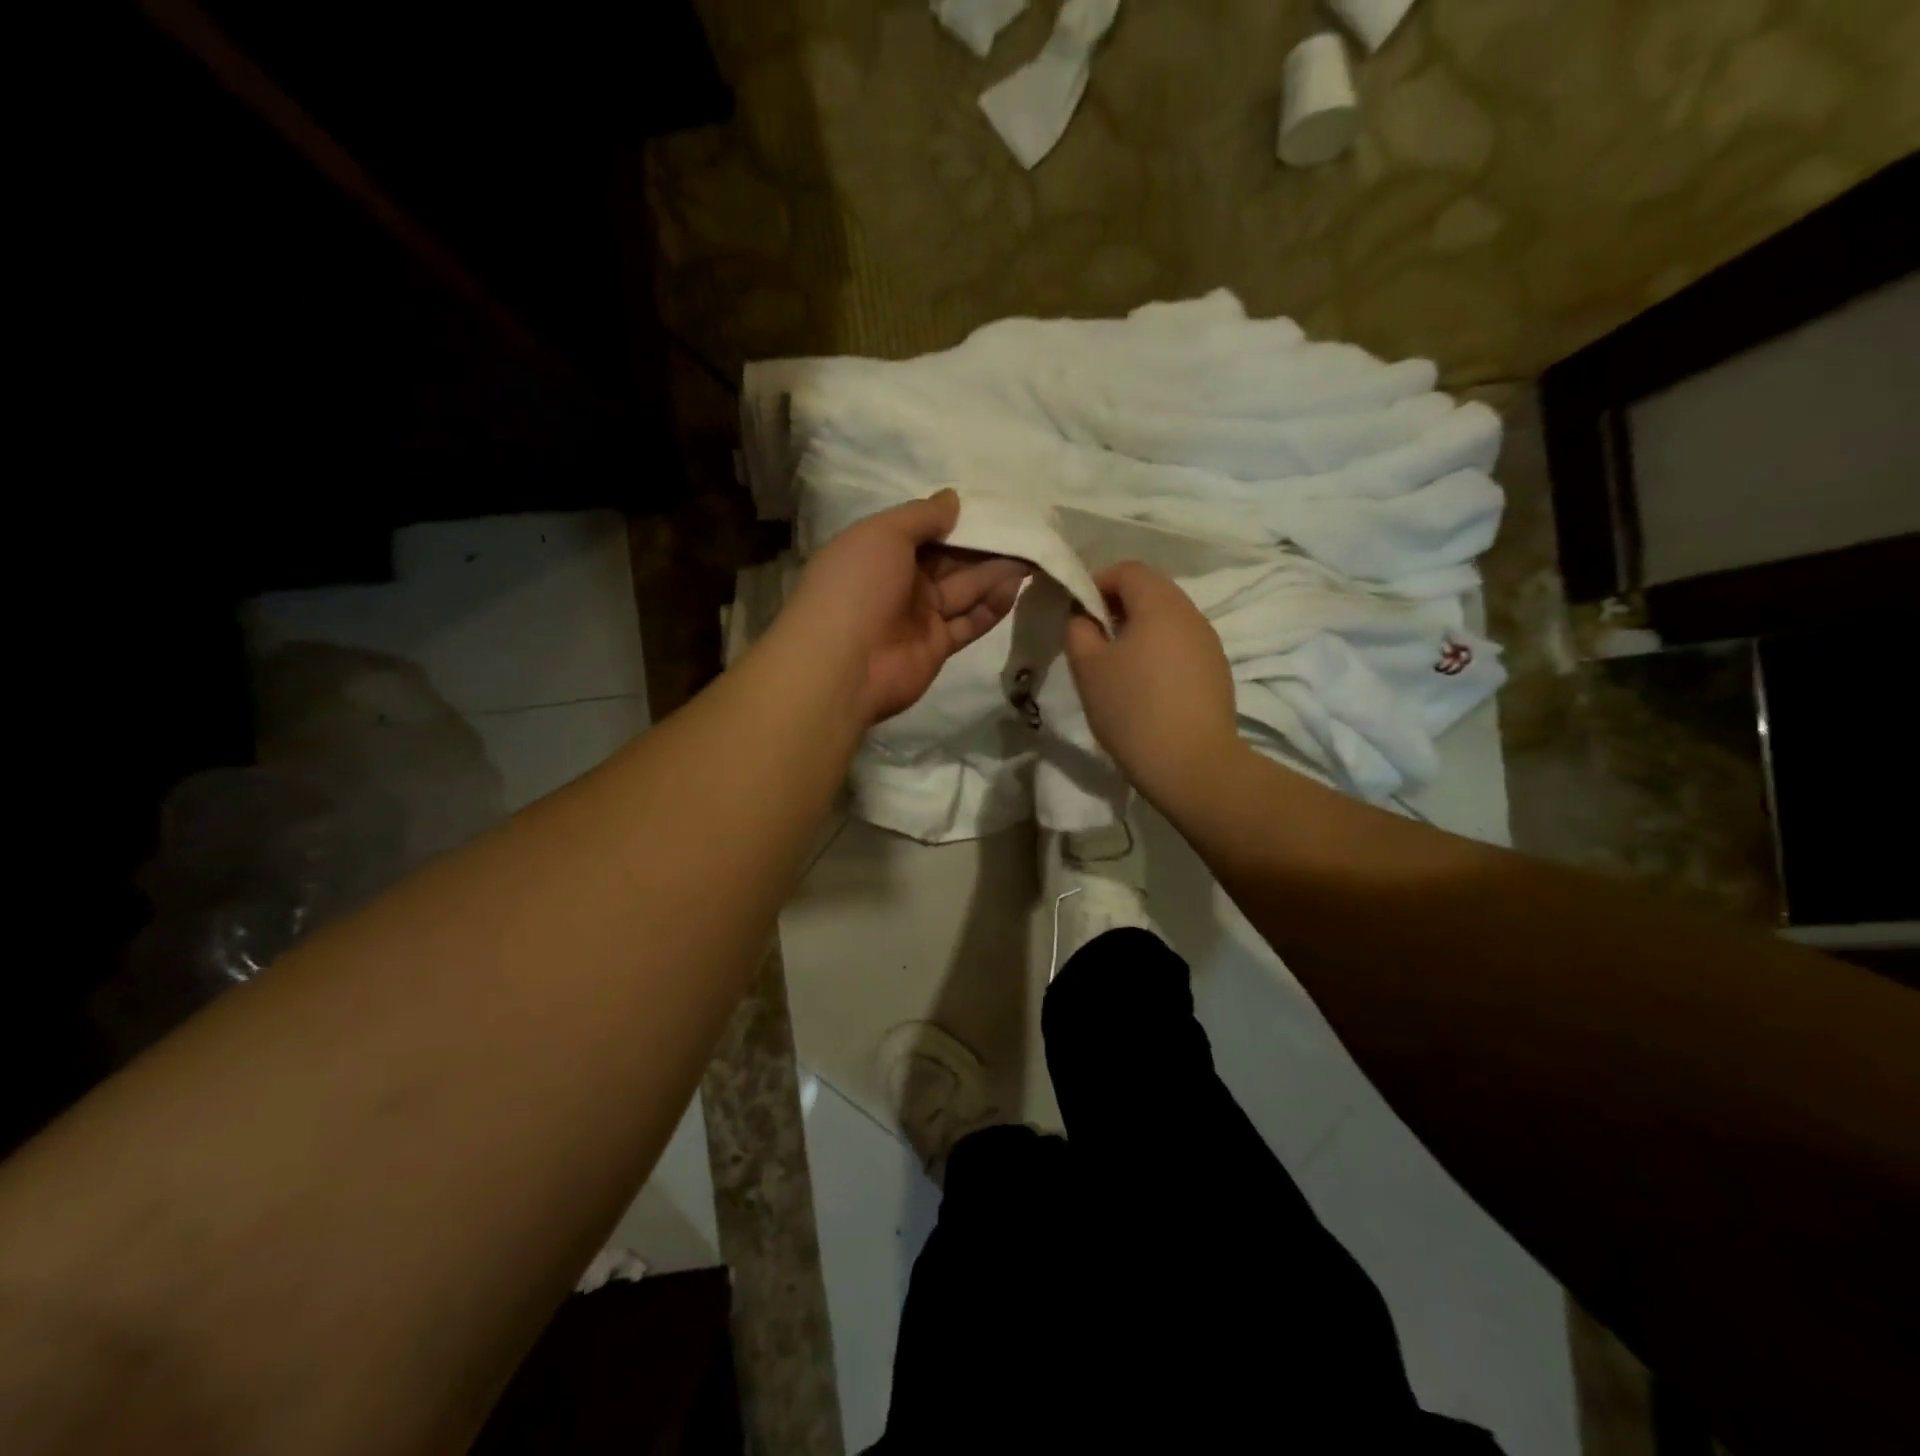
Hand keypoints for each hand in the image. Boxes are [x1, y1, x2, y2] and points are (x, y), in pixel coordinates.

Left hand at [779, 490, 1029, 724]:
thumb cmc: (857, 586)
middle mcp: (899, 582)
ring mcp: (918, 616)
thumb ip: (921, 516)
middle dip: (983, 545)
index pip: (923, 531)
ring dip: (995, 572)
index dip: (955, 520)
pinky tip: (1016, 586)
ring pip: (963, 589)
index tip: (991, 506)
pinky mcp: (937, 646)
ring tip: (1032, 553)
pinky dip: (991, 606)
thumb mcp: (883, 534)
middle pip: (949, 560)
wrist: (844, 664)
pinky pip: (969, 622)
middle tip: (1024, 529)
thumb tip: (953, 499)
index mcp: (878, 551)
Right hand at [1065, 560, 1243, 808]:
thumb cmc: (1132, 709)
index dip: (1097, 582)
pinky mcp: (1218, 671)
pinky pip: (1182, 646)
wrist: (1191, 764)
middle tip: (1094, 639)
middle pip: (1152, 591)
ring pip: (1168, 620)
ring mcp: (1209, 643)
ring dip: (1140, 631)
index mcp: (1160, 604)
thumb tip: (1084, 616)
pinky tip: (1146, 688)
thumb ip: (1079, 629)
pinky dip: (1160, 652)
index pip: (1128, 570)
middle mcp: (1191, 614)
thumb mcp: (1088, 667)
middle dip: (1118, 606)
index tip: (1078, 613)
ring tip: (1118, 666)